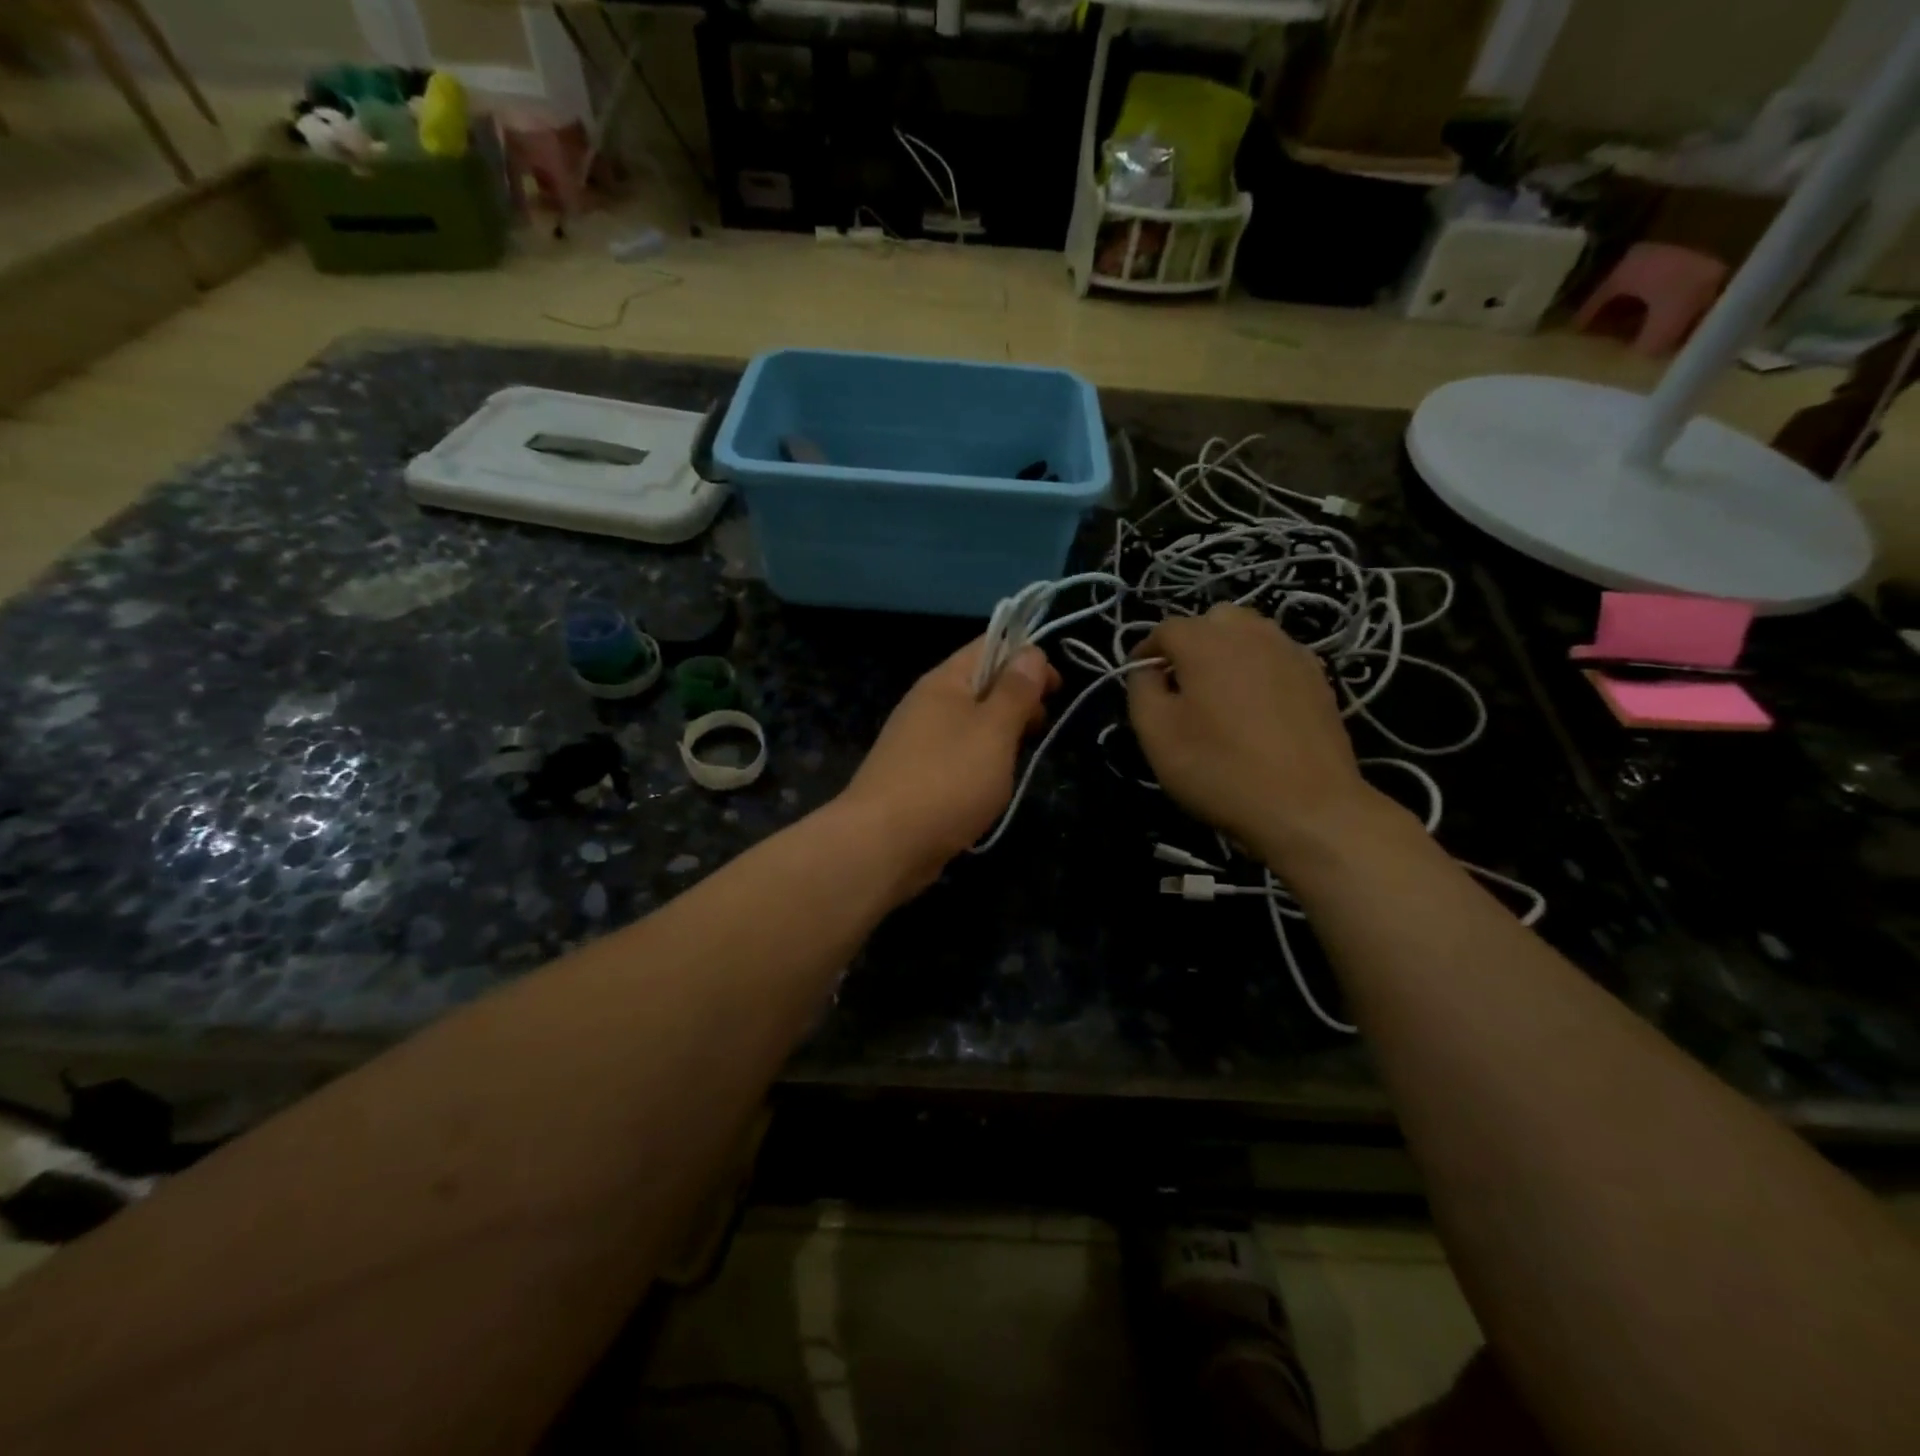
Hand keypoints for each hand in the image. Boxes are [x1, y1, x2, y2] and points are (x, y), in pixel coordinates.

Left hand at [836, 638, 1059, 897]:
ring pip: (971, 724)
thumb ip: (1015, 692)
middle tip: (1039, 729)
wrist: (882, 844)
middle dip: (1018, 700)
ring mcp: (918, 741)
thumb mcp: (994, 731)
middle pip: (981, 684)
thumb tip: (1030, 652)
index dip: (1027, 657)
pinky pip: (957, 755)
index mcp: (944, 681)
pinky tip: (990, 787)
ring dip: (1001, 735)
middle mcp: (928, 703)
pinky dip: (980, 763)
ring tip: (1018, 762)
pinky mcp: (916, 776)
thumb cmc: (947, 780)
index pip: (990, 645)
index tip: (1056, 689)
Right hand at [1127, 604, 1376, 860]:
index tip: (1140, 680)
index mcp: (1206, 641)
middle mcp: (1251, 633)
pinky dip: (1260, 669)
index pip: (1166, 629)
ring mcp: (1291, 652)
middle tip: (1182, 685)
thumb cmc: (1219, 769)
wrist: (1307, 807)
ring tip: (1220, 693)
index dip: (1147, 651)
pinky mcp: (1318, 677)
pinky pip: (1278, 657)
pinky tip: (1257, 707)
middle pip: (1213, 621)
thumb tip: (1147, 669)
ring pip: (1250, 633)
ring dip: (1228, 652)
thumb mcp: (1156, 734)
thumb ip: (1141, 689)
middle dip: (1191, 643)